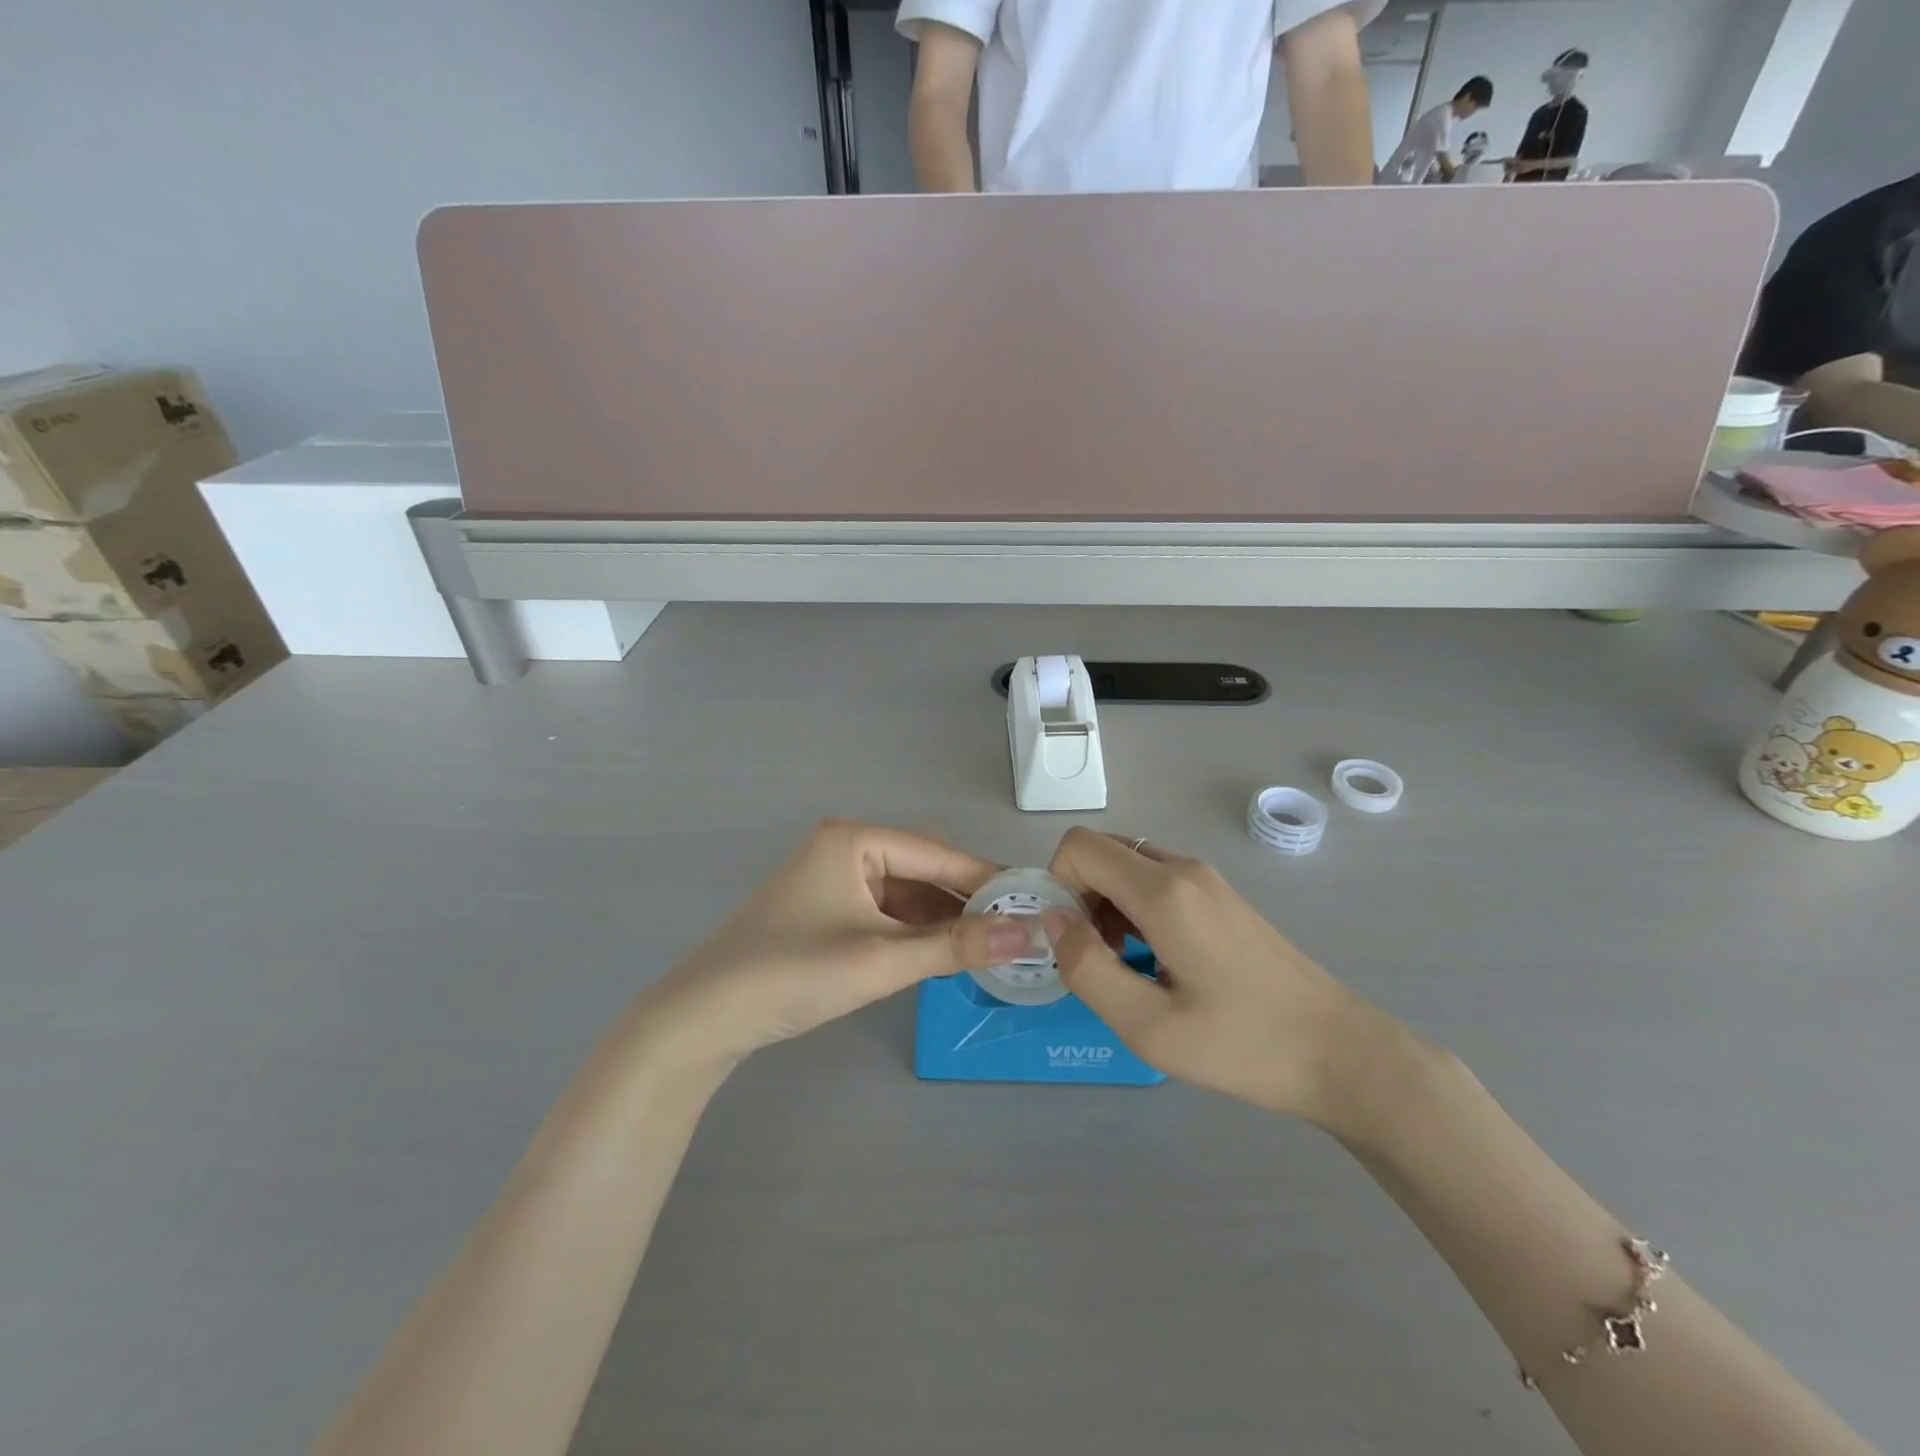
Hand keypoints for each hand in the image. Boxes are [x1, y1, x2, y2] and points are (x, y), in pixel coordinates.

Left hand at [635, 820, 1028, 1070]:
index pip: (938, 854)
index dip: (987, 880)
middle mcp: (845, 847)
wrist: (705, 1016)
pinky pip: (885, 911)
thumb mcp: (882, 960)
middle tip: (1017, 930)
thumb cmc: (795, 972)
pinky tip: (944, 952)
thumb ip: (955, 946)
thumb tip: (1026, 934)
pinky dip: (915, 931)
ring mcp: (834, 878)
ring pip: (905, 893)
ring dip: (942, 919)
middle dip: (966, 901)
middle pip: (923, 870)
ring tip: (991, 944)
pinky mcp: (827, 908)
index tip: (1033, 904)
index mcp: (855, 839)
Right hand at [1041, 828, 1396, 1123]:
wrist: (1341, 1053)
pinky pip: (1156, 881)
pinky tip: (1155, 962)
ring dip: (1106, 905)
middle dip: (1079, 895)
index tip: (1070, 941)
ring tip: (1125, 967)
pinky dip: (1134, 908)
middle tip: (1094, 958)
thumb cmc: (1243, 1045)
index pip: (1079, 846)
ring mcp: (1207, 880)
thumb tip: (1052, 919)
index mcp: (1164, 891)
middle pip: (1102, 850)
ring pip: (1128, 865)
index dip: (1057, 885)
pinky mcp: (1221, 897)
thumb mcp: (1148, 1025)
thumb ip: (1086, 967)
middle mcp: (1184, 869)